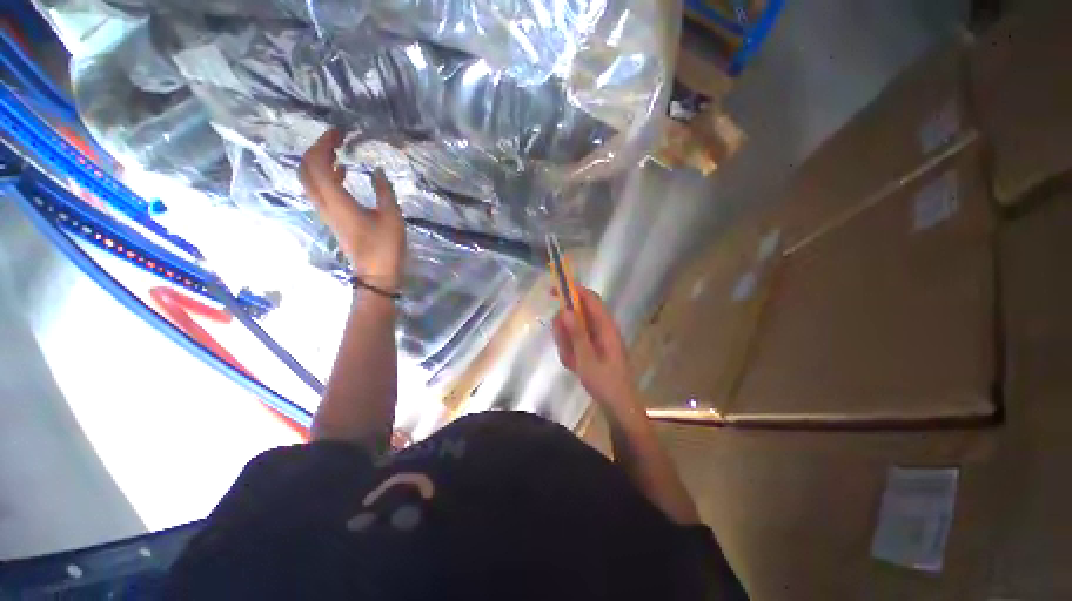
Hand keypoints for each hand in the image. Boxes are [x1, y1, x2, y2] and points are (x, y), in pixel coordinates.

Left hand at [299, 129, 405, 290]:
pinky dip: (325, 176)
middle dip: (316, 149)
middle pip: (305, 170)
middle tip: (335, 139)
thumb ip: (383, 191)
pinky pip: (319, 190)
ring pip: (309, 180)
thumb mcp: (392, 216)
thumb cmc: (385, 246)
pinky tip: (342, 171)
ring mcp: (326, 212)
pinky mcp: (332, 218)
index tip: (339, 133)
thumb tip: (376, 170)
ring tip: (337, 151)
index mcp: (337, 201)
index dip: (324, 144)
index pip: (318, 164)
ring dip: (318, 162)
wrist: (376, 273)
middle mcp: (325, 204)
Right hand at [552, 287, 640, 411]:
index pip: (590, 298)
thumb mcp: (586, 358)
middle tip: (560, 340)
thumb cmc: (604, 382)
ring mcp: (598, 338)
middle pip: (579, 314)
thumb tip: (565, 309)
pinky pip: (577, 341)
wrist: (618, 405)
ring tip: (570, 360)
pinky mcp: (594, 347)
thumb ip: (576, 333)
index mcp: (605, 326)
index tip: (554, 290)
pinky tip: (573, 364)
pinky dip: (570, 350)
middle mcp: (602, 328)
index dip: (573, 290)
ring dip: (566, 340)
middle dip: (565, 325)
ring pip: (575, 328)